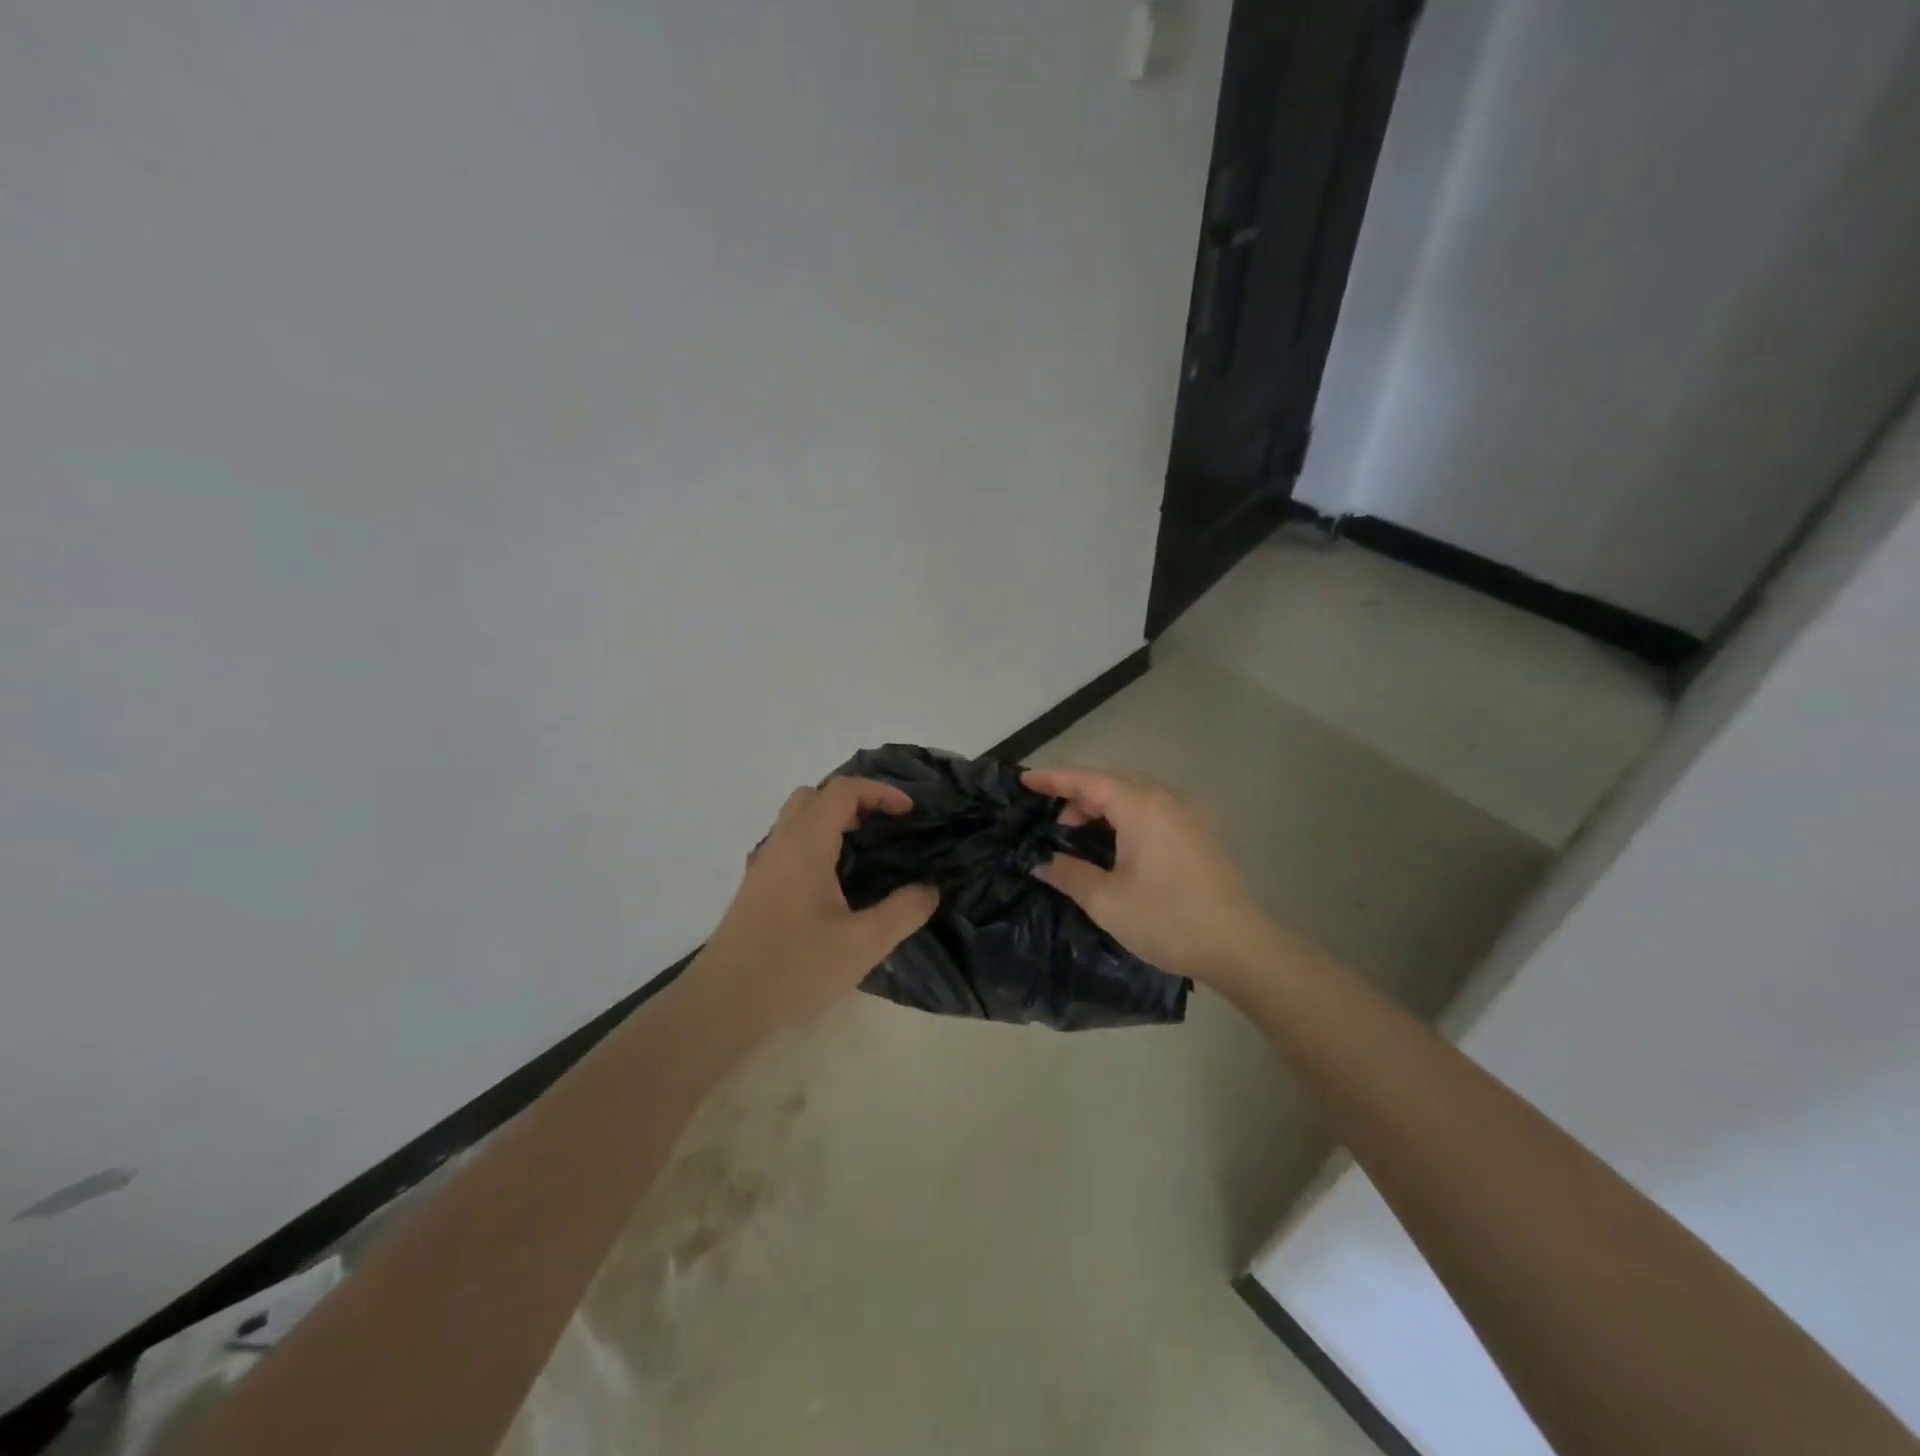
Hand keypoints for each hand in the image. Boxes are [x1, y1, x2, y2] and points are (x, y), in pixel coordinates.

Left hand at [693, 777, 938, 1035]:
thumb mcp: (863, 945)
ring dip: (832, 822)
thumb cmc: (794, 969)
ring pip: (797, 821)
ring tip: (865, 853)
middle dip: (854, 800)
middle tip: (884, 826)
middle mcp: (780, 844)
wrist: (723, 1006)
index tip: (909, 812)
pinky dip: (817, 844)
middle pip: (815, 796)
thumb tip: (930, 889)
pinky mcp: (755, 890)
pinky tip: (834, 885)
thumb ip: (903, 912)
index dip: (880, 792)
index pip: (843, 791)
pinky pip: (789, 846)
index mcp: (806, 844)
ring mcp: (762, 866)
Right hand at [1023, 767, 1272, 988]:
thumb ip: (1069, 874)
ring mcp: (1188, 814)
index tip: (1025, 780)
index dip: (1053, 779)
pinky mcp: (1200, 832)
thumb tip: (1042, 863)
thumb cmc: (1167, 919)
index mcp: (1141, 806)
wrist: (1240, 947)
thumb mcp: (1107, 901)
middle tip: (1053, 824)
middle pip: (1112, 782)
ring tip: (1080, 836)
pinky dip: (1126, 816)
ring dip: (1103, 807)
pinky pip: (1153, 809)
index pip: (1087, 780)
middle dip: (1077, 795)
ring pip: (1134, 795)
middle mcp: (1166, 798)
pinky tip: (1117, 845)